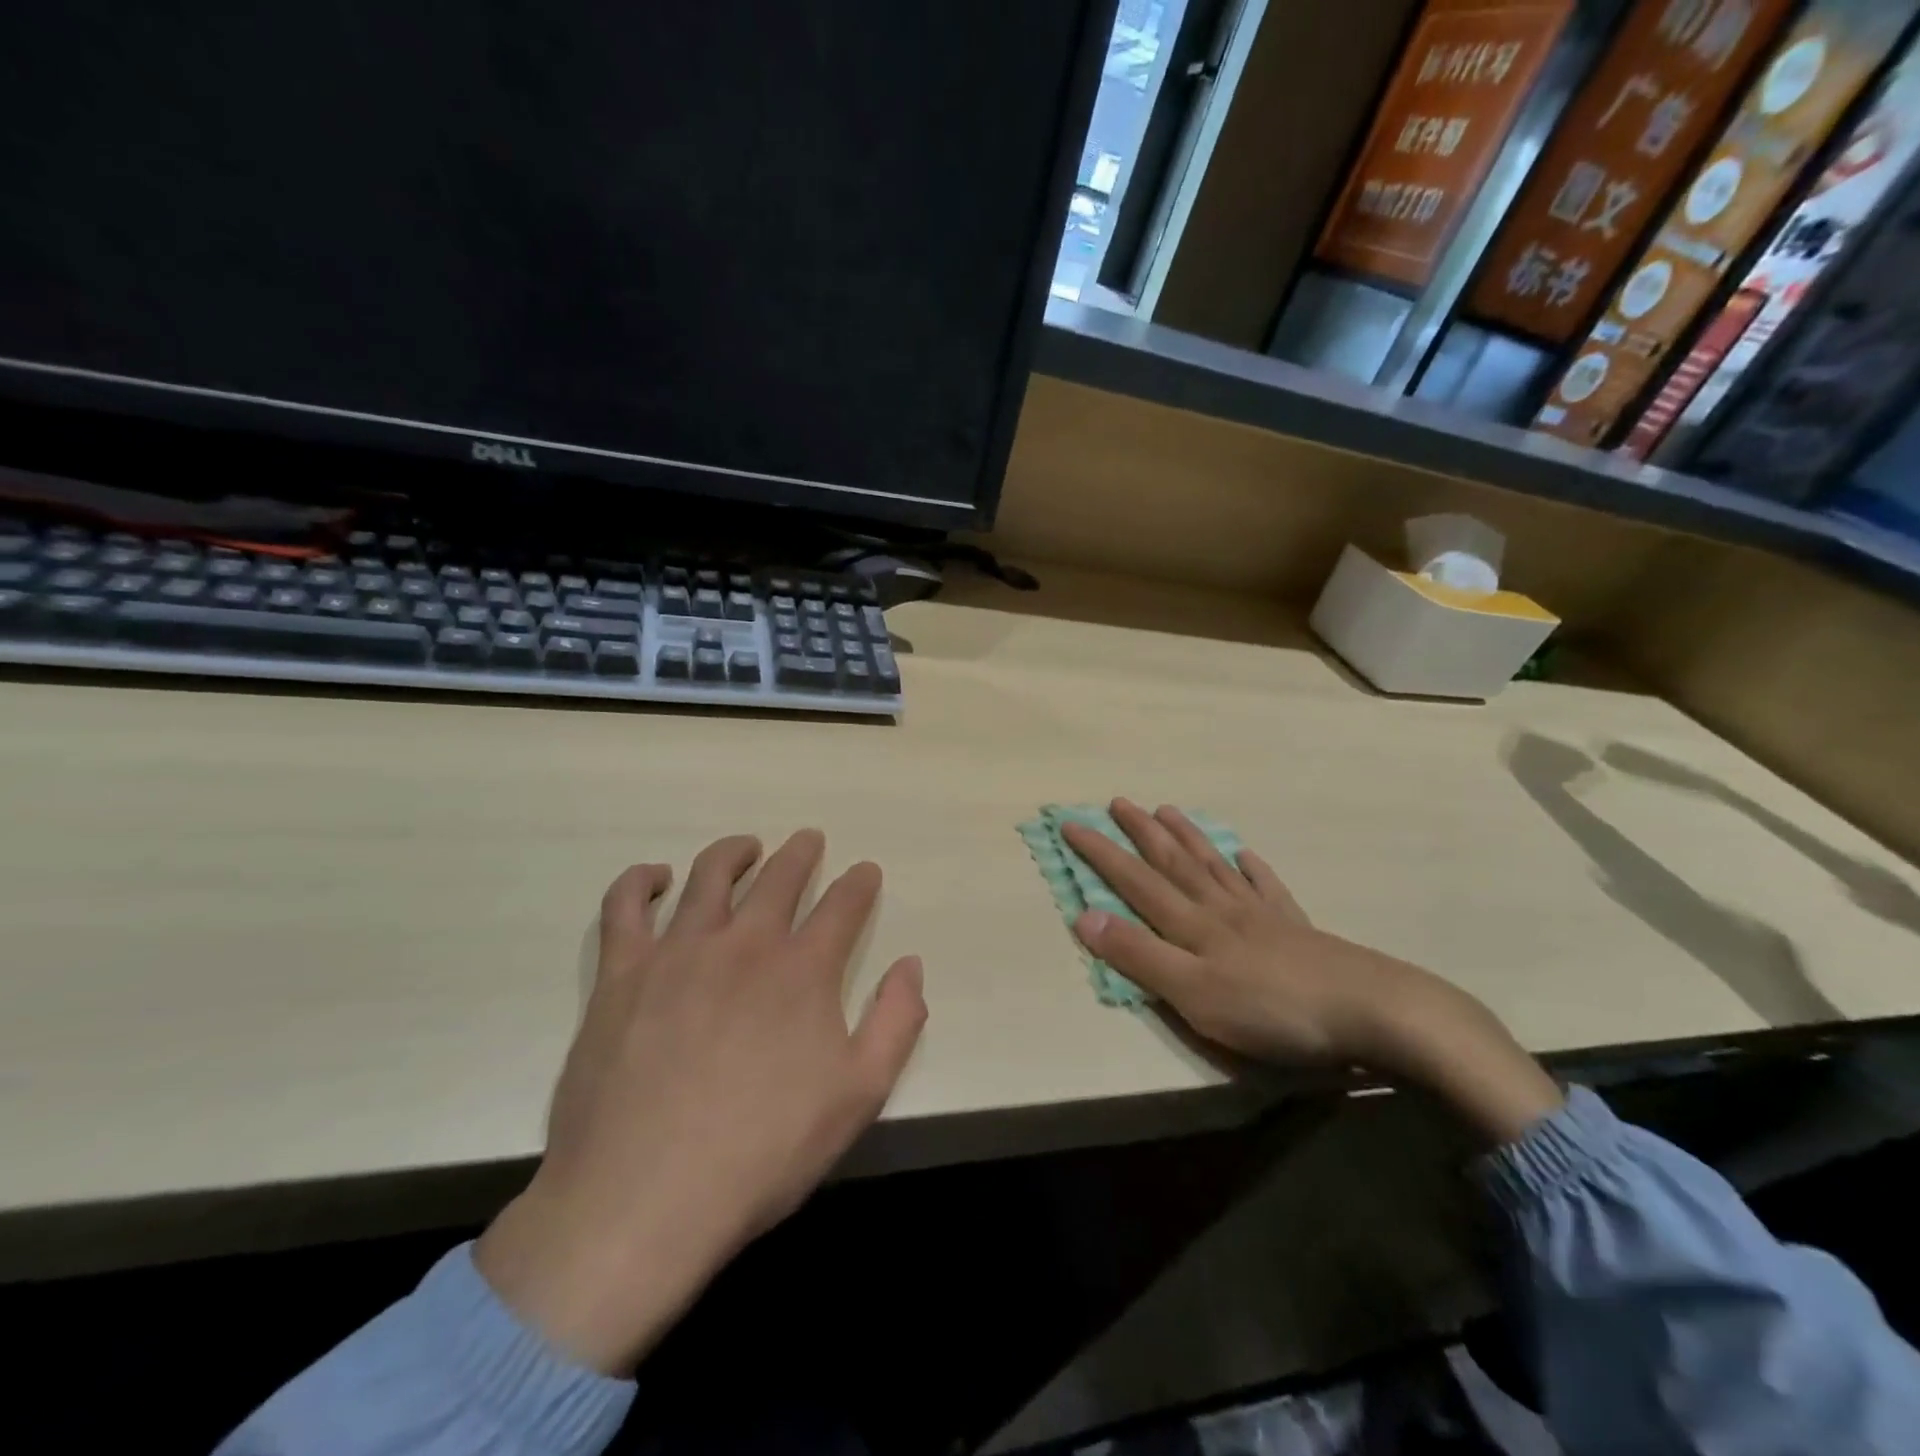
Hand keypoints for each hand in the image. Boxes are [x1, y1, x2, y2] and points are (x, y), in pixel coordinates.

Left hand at [475, 830, 926, 1374]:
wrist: (643, 1200)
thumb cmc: (762, 1153)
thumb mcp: (858, 1097)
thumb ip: (895, 1023)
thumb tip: (911, 965)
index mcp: (803, 970)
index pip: (843, 906)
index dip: (859, 883)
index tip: (865, 871)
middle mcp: (745, 943)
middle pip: (780, 876)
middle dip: (802, 853)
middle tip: (809, 841)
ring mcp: (678, 951)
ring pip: (711, 875)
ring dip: (735, 852)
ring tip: (747, 846)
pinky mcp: (622, 973)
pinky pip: (625, 905)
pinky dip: (641, 880)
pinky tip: (656, 878)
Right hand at [1063, 800, 1560, 1145]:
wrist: (1372, 1012)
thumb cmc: (1272, 1010)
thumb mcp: (1193, 994)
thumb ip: (1139, 956)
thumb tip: (1083, 915)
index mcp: (1192, 926)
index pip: (1134, 881)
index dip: (1100, 853)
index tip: (1070, 823)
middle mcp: (1221, 909)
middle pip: (1173, 862)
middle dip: (1140, 832)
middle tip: (1118, 801)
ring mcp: (1262, 915)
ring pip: (1214, 866)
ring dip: (1187, 838)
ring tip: (1168, 810)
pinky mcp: (1297, 929)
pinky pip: (1267, 888)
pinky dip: (1252, 868)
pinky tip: (1246, 854)